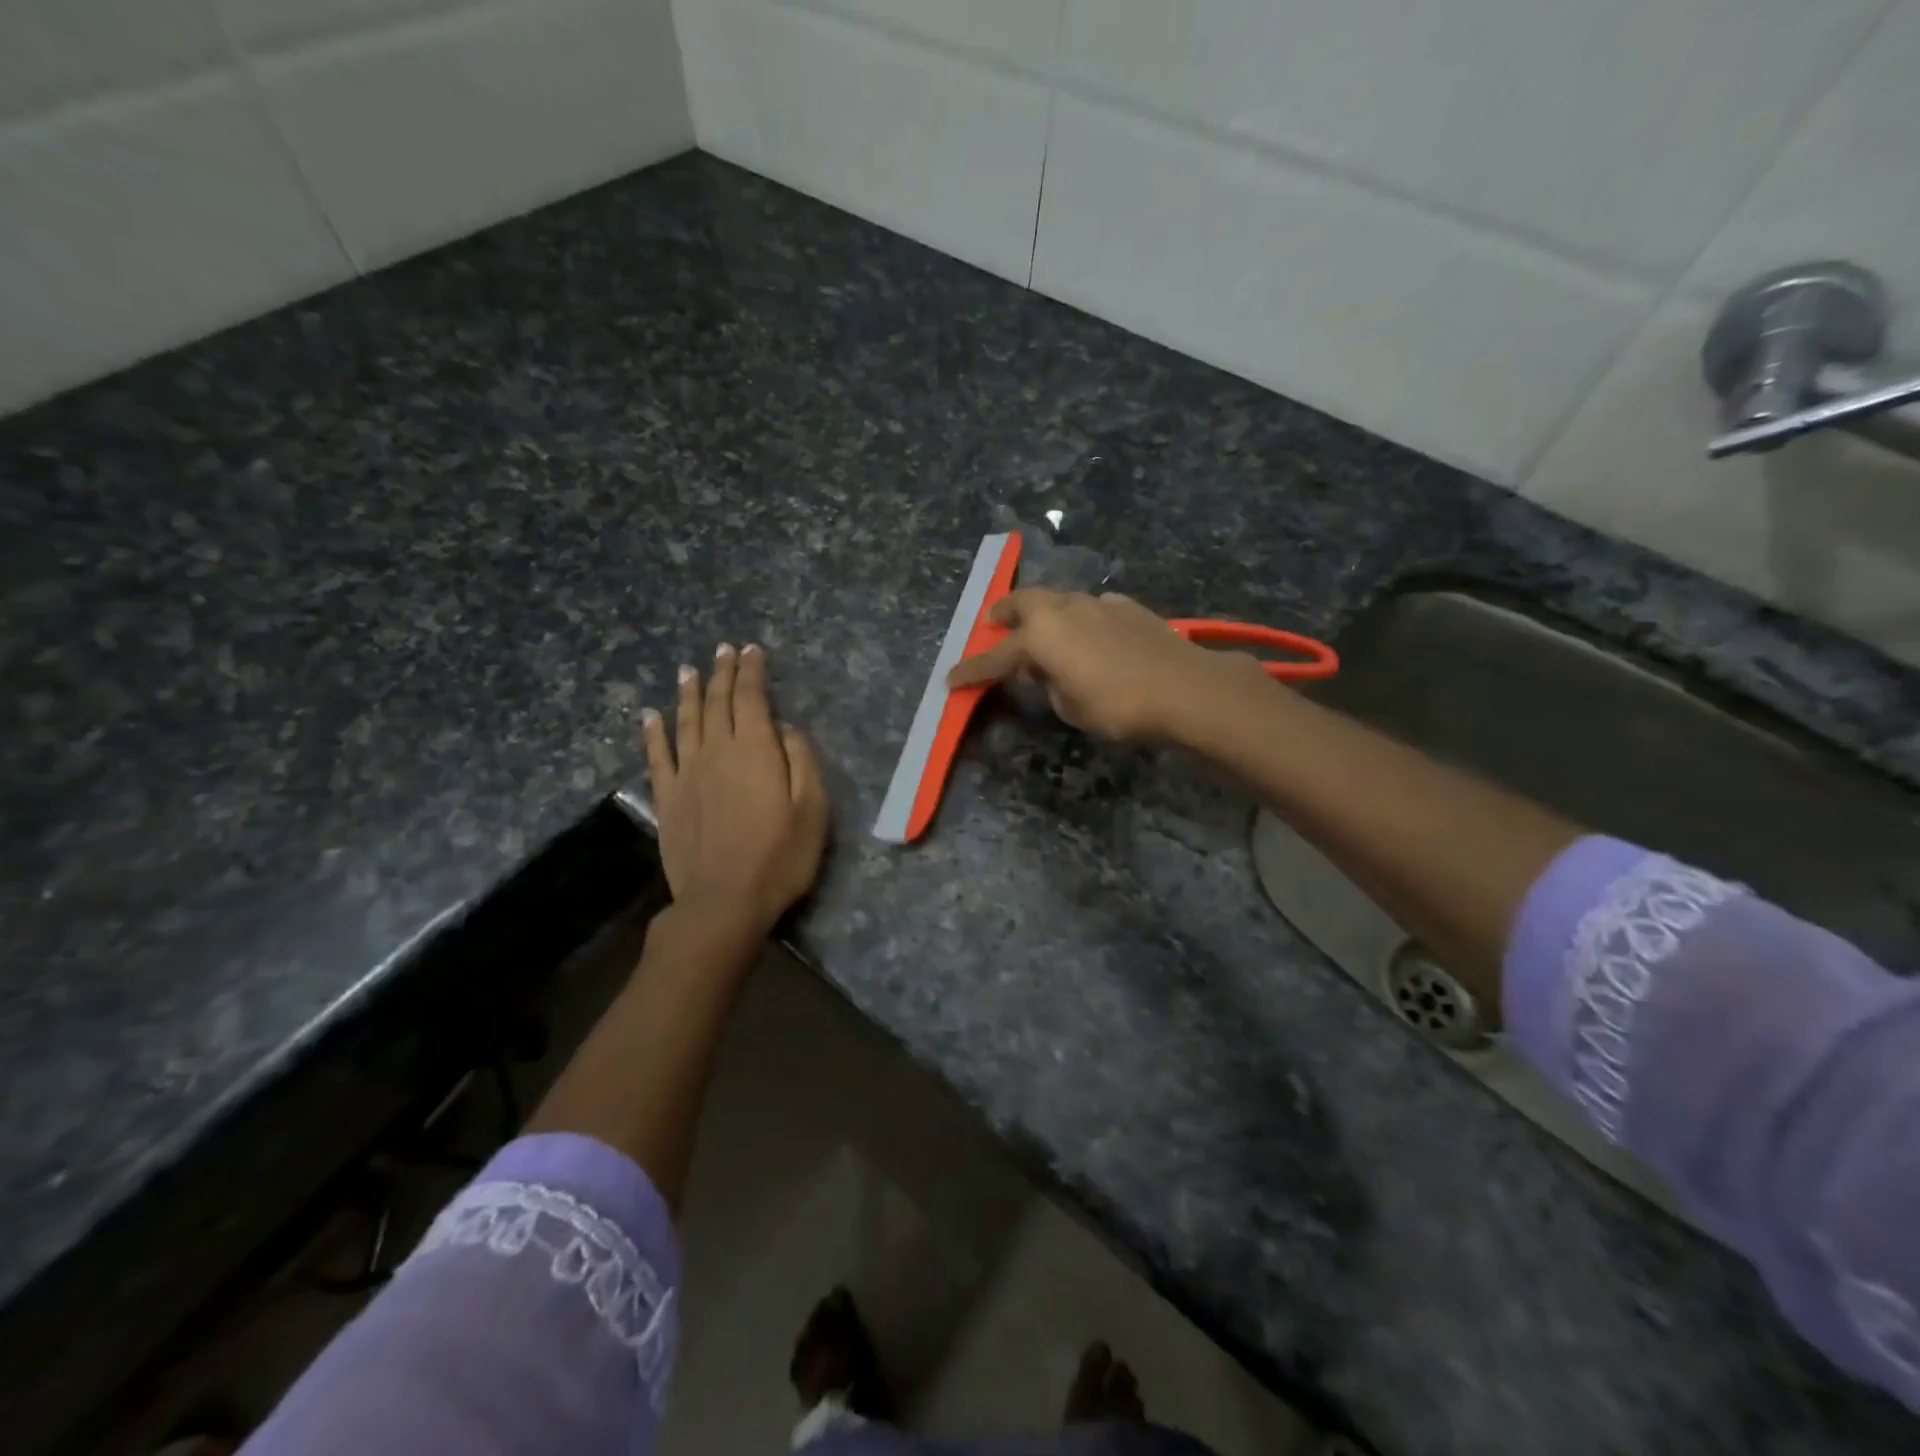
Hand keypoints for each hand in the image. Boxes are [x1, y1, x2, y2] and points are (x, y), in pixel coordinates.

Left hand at [643, 643, 829, 936]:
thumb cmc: (779, 857)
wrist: (723, 902)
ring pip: (686, 721)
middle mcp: (717, 751)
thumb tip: (785, 727)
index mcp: (755, 750)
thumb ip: (802, 760)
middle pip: (718, 703)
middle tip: (724, 650)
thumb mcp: (812, 808)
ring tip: (689, 669)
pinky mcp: (667, 798)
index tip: (752, 651)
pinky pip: (657, 755)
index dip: (751, 672)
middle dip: (722, 673)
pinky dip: (653, 731)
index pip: (751, 699)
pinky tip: (650, 715)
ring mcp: (687, 774)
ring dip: (689, 692)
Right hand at [945, 589, 1261, 742]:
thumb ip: (1050, 684)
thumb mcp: (1071, 706)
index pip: (996, 657)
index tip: (951, 680)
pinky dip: (1079, 618)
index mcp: (1041, 636)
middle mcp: (1064, 609)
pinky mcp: (1126, 606)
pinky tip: (1089, 634)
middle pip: (1024, 603)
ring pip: (1059, 599)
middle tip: (993, 624)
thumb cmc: (1117, 705)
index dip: (972, 671)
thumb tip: (1047, 671)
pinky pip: (1090, 607)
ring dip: (1044, 613)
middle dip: (1004, 614)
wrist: (1183, 688)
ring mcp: (1097, 602)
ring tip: (1043, 631)